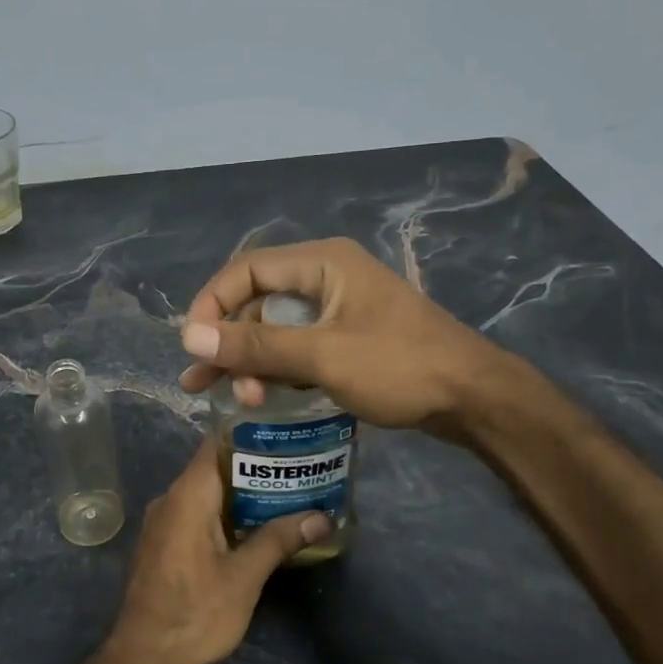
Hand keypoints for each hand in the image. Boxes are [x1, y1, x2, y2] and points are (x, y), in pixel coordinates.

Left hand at [107, 444, 327, 663]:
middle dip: (254, 467)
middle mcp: (170, 500)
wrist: (143, 658)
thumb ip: (279, 541)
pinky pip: (196, 514)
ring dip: (241, 494)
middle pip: (214, 468)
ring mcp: (163, 523)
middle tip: (296, 466)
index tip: (282, 432)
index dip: (248, 434)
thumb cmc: (194, 612)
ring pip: (206, 494)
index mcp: (187, 497)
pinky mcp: (163, 544)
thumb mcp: (244, 577)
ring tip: (285, 494)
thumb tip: (321, 517)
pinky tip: (254, 527)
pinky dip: (224, 514)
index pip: (216, 445)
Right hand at [176, 238, 506, 436]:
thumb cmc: (398, 367)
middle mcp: (326, 277)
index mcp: (322, 263)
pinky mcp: (349, 338)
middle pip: (259, 302)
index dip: (212, 304)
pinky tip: (264, 398)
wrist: (473, 398)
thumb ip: (256, 346)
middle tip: (203, 383)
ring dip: (253, 362)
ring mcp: (339, 309)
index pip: (247, 270)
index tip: (193, 345)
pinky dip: (279, 371)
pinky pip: (300, 348)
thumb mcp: (322, 356)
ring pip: (278, 330)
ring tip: (238, 400)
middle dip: (231, 343)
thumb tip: (189, 336)